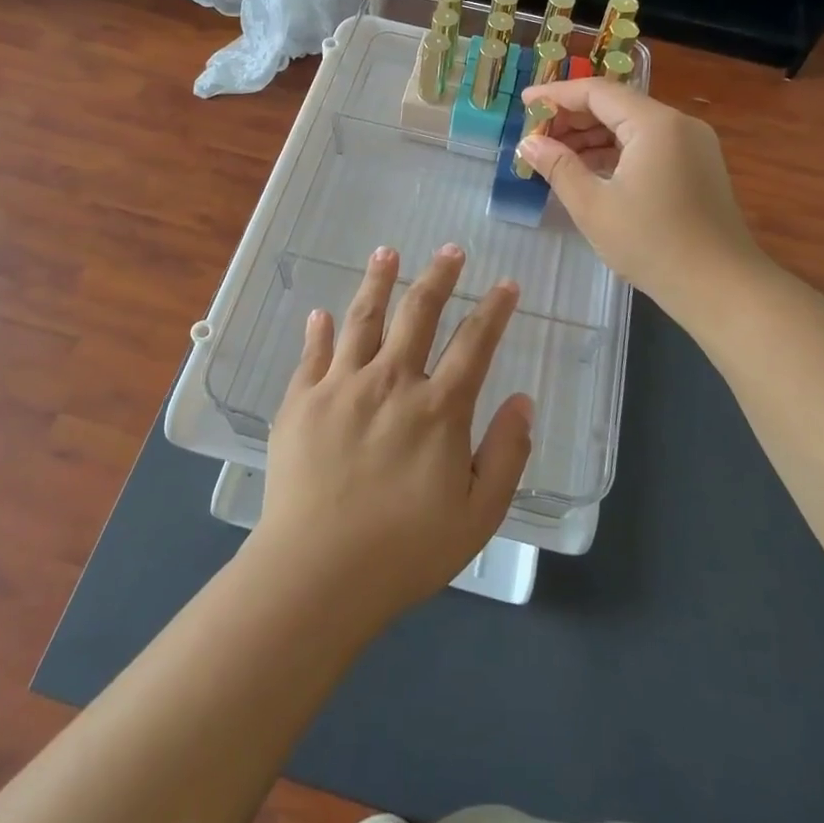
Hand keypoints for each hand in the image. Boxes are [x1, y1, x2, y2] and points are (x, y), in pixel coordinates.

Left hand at [250, 244, 533, 628]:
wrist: (318, 573)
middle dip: (439, 276)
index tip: (506, 285)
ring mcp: (341, 386)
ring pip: (363, 318)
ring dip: (378, 281)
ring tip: (387, 252)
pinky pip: (313, 354)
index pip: (475, 343)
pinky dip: (320, 330)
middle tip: (450, 250)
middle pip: (418, 313)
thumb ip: (507, 453)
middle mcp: (391, 381)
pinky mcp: (301, 400)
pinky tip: (322, 313)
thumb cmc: (406, 551)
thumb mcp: (479, 514)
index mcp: (438, 408)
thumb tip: (522, 400)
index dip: (494, 310)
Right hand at [518, 77, 765, 312]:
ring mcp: (692, 146)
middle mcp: (678, 125)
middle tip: (534, 136)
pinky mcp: (696, 167)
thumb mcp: (593, 206)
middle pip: (616, 105)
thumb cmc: (651, 244)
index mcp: (655, 124)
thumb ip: (558, 167)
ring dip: (592, 137)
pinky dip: (615, 152)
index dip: (556, 95)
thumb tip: (528, 143)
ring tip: (554, 156)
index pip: (597, 92)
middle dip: (572, 117)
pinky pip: (648, 146)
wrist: (720, 287)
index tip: (523, 102)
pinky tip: (588, 171)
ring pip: (632, 127)